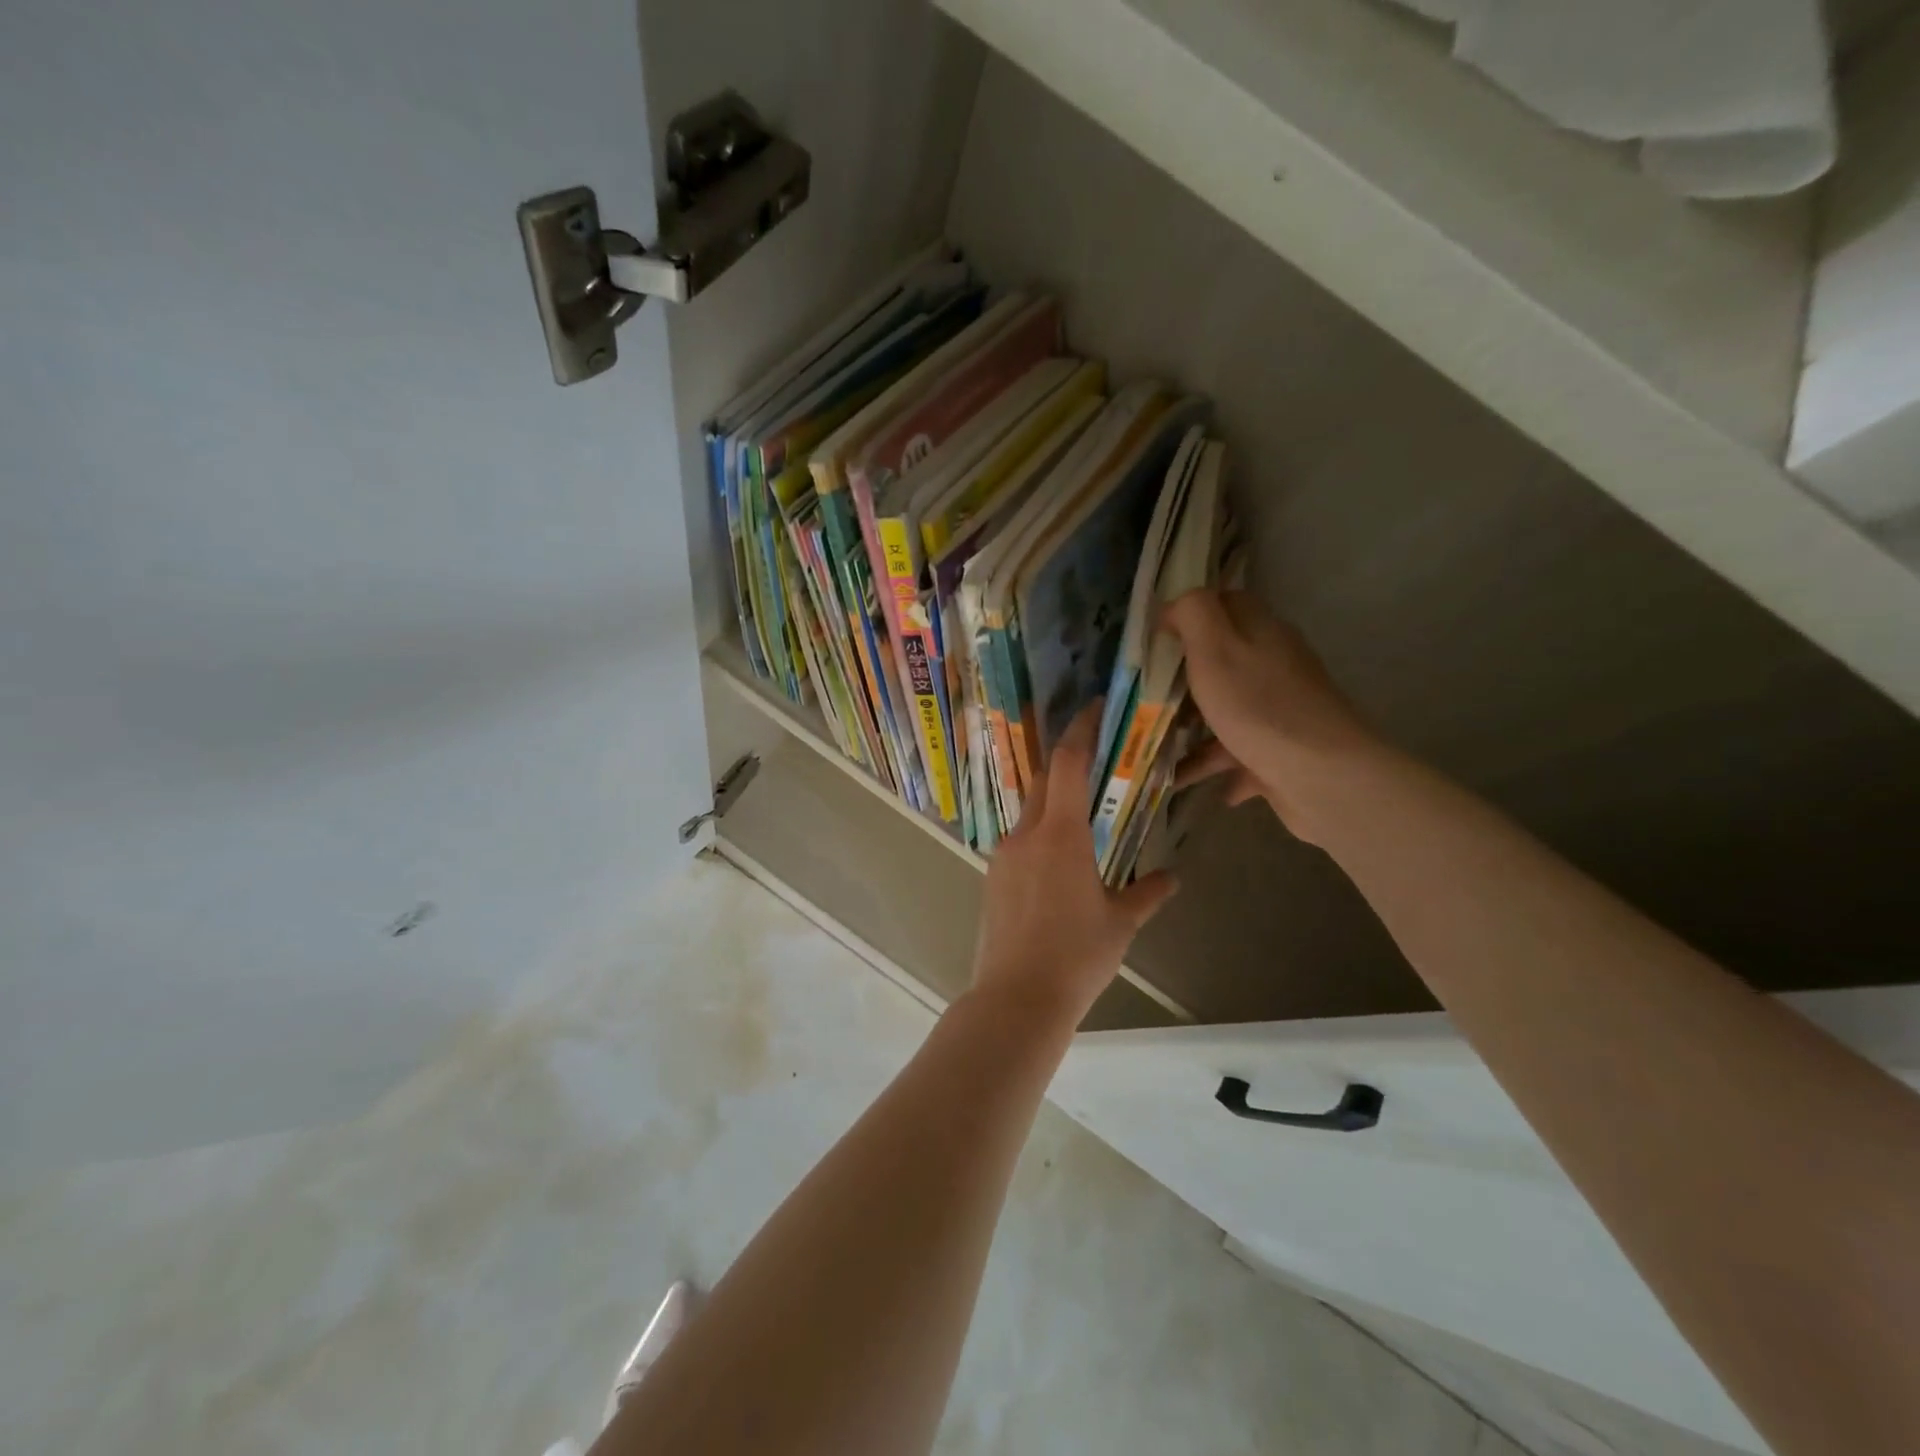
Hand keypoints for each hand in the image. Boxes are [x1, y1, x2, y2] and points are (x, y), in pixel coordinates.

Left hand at [971, 701, 1178, 1027]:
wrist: (1016, 997)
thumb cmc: (1076, 956)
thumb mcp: (1120, 924)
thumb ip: (1147, 894)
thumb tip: (1171, 879)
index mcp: (1060, 835)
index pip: (1068, 763)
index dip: (1080, 730)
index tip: (1093, 708)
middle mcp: (1026, 834)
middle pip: (1045, 781)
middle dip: (1067, 763)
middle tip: (1095, 760)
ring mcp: (1003, 854)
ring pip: (1030, 813)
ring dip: (1053, 804)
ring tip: (1081, 818)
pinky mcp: (992, 877)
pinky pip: (1019, 841)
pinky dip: (1040, 836)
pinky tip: (1057, 862)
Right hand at [1160, 589, 1379, 843]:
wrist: (1321, 775)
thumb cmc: (1259, 706)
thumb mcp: (1215, 647)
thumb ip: (1193, 613)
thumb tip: (1174, 606)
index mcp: (1260, 632)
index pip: (1224, 605)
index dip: (1187, 615)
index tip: (1153, 639)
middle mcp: (1274, 665)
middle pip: (1222, 660)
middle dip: (1183, 678)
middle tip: (1145, 695)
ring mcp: (1280, 710)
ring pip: (1226, 711)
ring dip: (1191, 728)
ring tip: (1153, 745)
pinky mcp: (1280, 751)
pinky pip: (1236, 754)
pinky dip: (1211, 764)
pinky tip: (1182, 780)